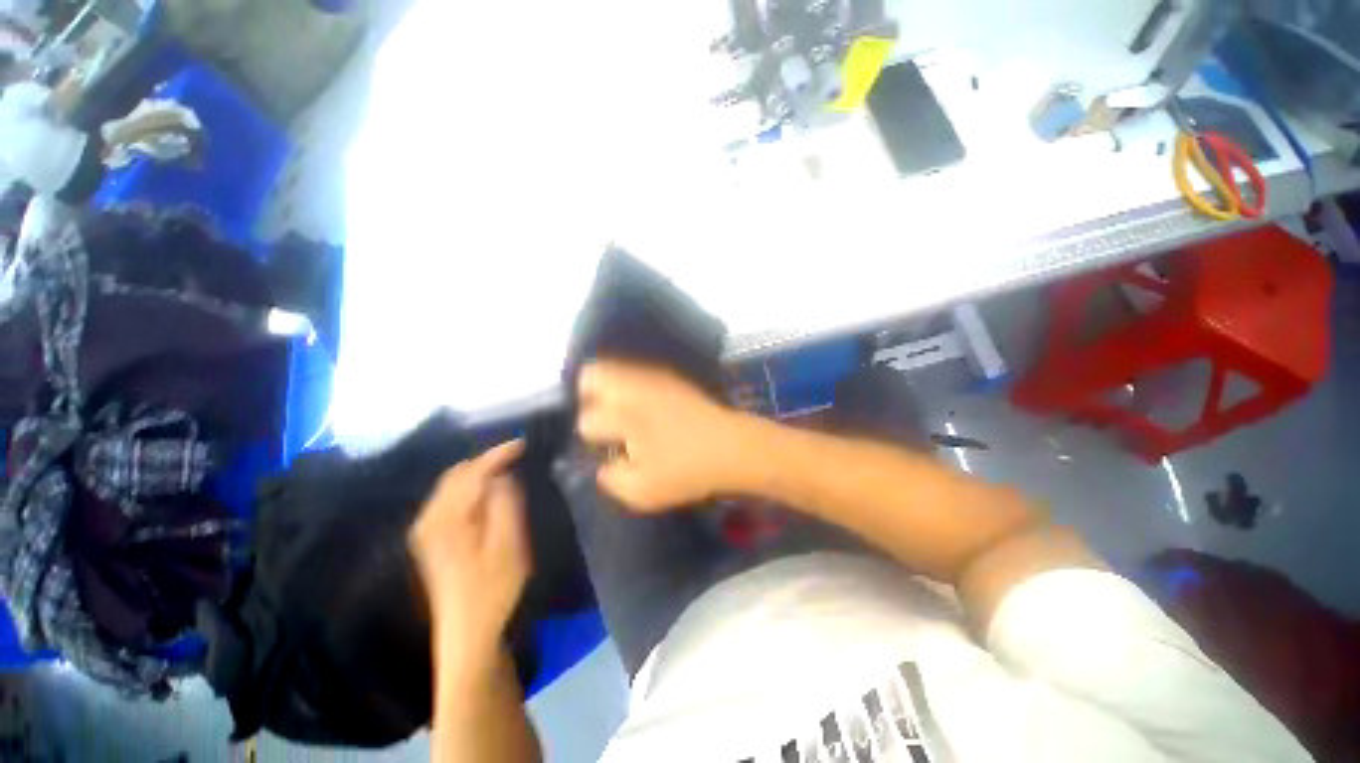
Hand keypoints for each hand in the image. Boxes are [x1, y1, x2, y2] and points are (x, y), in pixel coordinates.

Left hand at [409, 441, 530, 656]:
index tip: (522, 443)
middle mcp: (429, 520)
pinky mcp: (431, 540)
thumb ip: (505, 503)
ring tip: (506, 470)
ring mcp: (426, 531)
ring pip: (451, 486)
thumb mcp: (509, 543)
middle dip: (486, 461)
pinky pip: (449, 499)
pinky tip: (488, 493)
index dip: (497, 454)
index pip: (471, 473)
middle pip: (456, 475)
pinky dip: (470, 488)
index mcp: (446, 520)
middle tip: (516, 457)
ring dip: (478, 473)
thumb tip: (502, 476)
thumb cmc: (494, 589)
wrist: (468, 634)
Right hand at [577, 360, 750, 511]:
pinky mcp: (669, 377)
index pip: (588, 420)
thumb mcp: (643, 491)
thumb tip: (602, 466)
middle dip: (589, 397)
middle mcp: (633, 389)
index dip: (591, 436)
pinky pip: (637, 372)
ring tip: (619, 411)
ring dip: (608, 387)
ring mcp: (653, 378)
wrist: (732, 446)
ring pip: (615, 368)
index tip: (604, 445)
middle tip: (602, 420)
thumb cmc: (687, 470)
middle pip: (592, 375)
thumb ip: (612, 479)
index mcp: (623, 416)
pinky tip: (641, 406)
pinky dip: (630, 384)